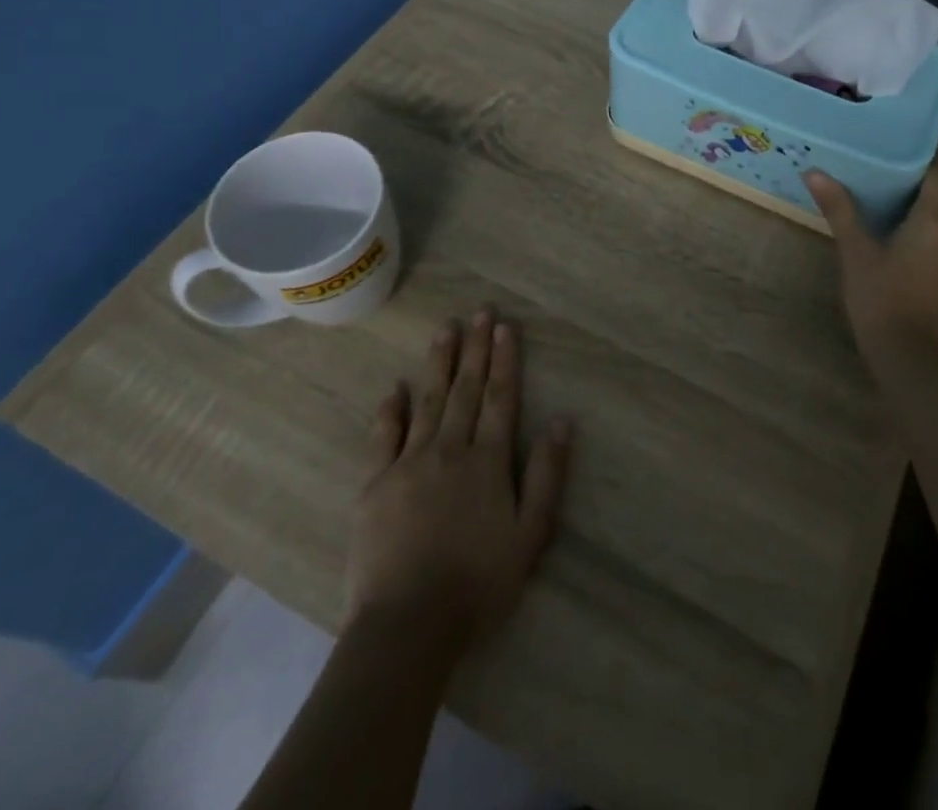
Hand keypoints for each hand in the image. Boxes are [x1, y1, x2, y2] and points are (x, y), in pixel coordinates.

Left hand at [345, 309, 571, 651]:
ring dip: (439, 363)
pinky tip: (395, 387)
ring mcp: (408, 463)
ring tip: (445, 330)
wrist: (408, 626)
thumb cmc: (478, 583)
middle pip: (465, 389)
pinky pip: (383, 437)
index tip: (504, 327)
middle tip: (479, 311)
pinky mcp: (375, 484)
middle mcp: (450, 449)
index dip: (505, 360)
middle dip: (475, 348)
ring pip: (428, 401)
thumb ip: (546, 474)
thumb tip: (562, 420)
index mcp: (487, 460)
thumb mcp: (530, 534)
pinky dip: (390, 410)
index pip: (499, 398)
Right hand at [805, 167, 937, 354]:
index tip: (898, 138)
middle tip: (875, 161)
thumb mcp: (856, 251)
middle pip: (935, 194)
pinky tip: (886, 229)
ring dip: (910, 205)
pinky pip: (932, 239)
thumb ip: (839, 209)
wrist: (908, 358)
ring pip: (934, 218)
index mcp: (935, 220)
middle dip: (909, 178)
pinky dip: (913, 228)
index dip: (922, 152)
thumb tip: (814, 172)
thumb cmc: (882, 297)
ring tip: (876, 190)